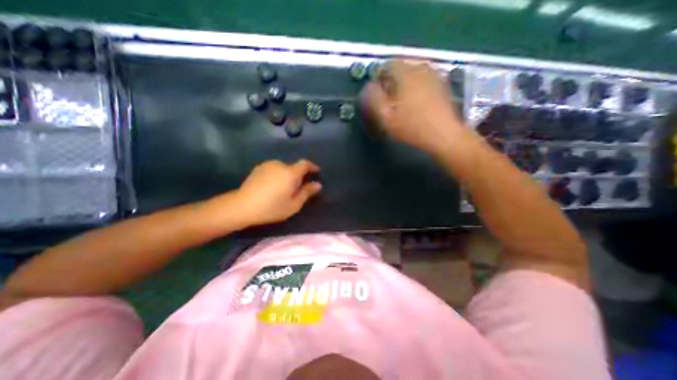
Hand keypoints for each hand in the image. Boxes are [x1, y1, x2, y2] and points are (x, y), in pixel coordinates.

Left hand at [236, 159, 321, 226]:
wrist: (242, 206)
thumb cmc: (272, 207)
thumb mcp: (294, 204)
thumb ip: (307, 192)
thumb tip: (318, 184)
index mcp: (290, 173)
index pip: (305, 164)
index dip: (312, 166)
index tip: (316, 172)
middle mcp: (280, 165)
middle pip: (293, 167)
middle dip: (298, 176)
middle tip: (296, 190)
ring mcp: (267, 165)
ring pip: (283, 169)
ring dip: (287, 176)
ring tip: (282, 189)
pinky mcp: (258, 168)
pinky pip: (273, 169)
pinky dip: (277, 175)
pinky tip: (272, 187)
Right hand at [362, 60, 469, 154]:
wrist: (443, 134)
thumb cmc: (412, 126)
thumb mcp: (386, 116)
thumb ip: (374, 99)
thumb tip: (369, 87)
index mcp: (406, 74)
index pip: (387, 65)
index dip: (379, 77)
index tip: (378, 92)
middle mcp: (421, 68)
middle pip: (401, 67)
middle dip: (392, 80)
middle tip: (389, 98)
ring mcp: (434, 75)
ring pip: (413, 73)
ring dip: (404, 83)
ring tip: (402, 101)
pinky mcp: (442, 84)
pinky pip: (424, 79)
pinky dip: (417, 86)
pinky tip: (416, 101)